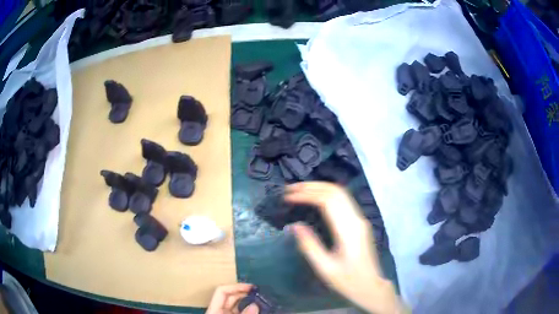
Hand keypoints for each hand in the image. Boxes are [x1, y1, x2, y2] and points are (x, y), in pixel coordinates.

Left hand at [206, 284, 258, 313]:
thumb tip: (255, 305)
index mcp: (213, 309)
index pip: (222, 291)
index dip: (236, 286)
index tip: (251, 286)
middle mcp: (218, 310)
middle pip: (230, 297)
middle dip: (244, 293)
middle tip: (258, 292)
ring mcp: (224, 313)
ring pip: (236, 304)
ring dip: (247, 301)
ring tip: (260, 299)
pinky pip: (239, 311)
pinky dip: (247, 309)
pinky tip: (256, 308)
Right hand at [285, 182, 406, 313]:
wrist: (371, 286)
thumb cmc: (348, 280)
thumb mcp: (325, 268)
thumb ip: (309, 245)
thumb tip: (294, 225)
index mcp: (348, 230)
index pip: (327, 201)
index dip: (306, 194)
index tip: (288, 197)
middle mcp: (356, 219)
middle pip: (335, 191)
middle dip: (311, 186)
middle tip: (289, 189)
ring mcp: (360, 219)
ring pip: (341, 193)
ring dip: (319, 188)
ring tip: (299, 191)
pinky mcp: (359, 223)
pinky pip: (343, 200)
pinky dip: (327, 194)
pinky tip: (315, 199)